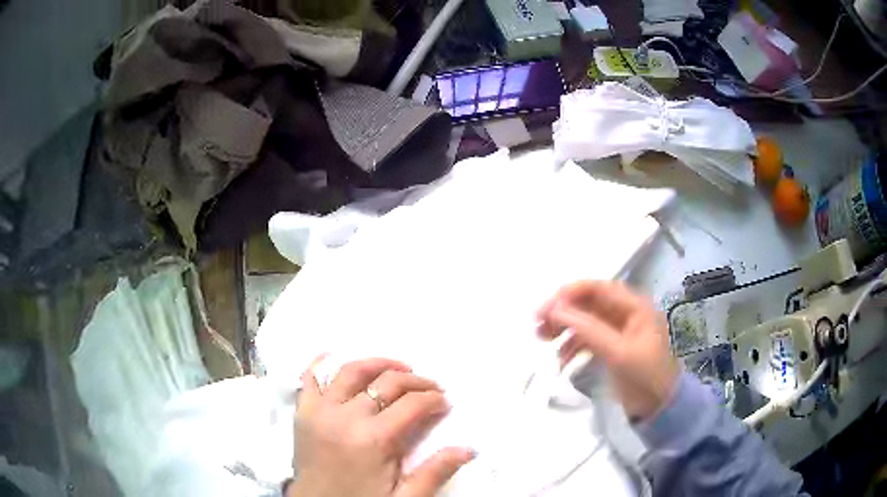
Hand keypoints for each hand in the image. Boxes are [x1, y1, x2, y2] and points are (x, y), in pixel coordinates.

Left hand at [289, 357, 473, 496]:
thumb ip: (435, 472)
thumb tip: (469, 448)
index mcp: (374, 439)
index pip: (412, 405)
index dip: (433, 399)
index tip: (445, 402)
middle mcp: (345, 417)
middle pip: (386, 382)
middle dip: (415, 381)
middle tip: (430, 387)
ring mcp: (320, 411)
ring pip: (350, 371)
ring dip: (377, 364)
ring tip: (397, 368)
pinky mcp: (302, 412)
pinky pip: (309, 378)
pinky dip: (321, 363)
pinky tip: (334, 356)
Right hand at [537, 281, 678, 420]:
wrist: (659, 408)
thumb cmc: (644, 376)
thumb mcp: (618, 352)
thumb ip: (588, 329)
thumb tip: (555, 309)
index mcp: (634, 306)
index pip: (597, 288)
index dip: (569, 294)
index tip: (545, 309)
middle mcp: (626, 313)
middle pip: (588, 303)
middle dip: (563, 311)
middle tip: (538, 324)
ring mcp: (618, 330)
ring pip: (585, 320)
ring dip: (564, 327)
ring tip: (542, 339)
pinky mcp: (612, 347)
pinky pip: (587, 338)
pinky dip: (572, 345)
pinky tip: (561, 359)